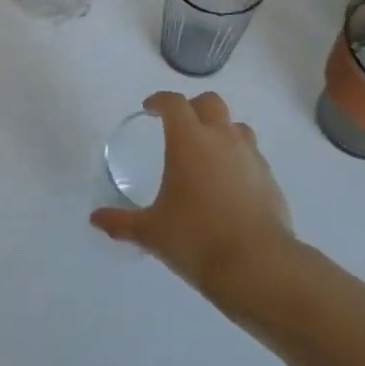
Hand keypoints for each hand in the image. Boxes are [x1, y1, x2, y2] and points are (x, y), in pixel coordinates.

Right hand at [90, 91, 294, 298]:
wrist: (256, 264)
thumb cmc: (195, 238)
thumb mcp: (151, 232)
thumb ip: (121, 222)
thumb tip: (95, 219)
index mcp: (188, 140)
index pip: (174, 103)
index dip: (160, 101)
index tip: (149, 109)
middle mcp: (221, 138)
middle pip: (210, 102)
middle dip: (193, 107)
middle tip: (179, 127)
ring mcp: (250, 155)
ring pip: (236, 126)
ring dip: (220, 130)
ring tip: (207, 153)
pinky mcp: (269, 177)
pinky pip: (251, 154)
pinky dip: (238, 158)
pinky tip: (229, 183)